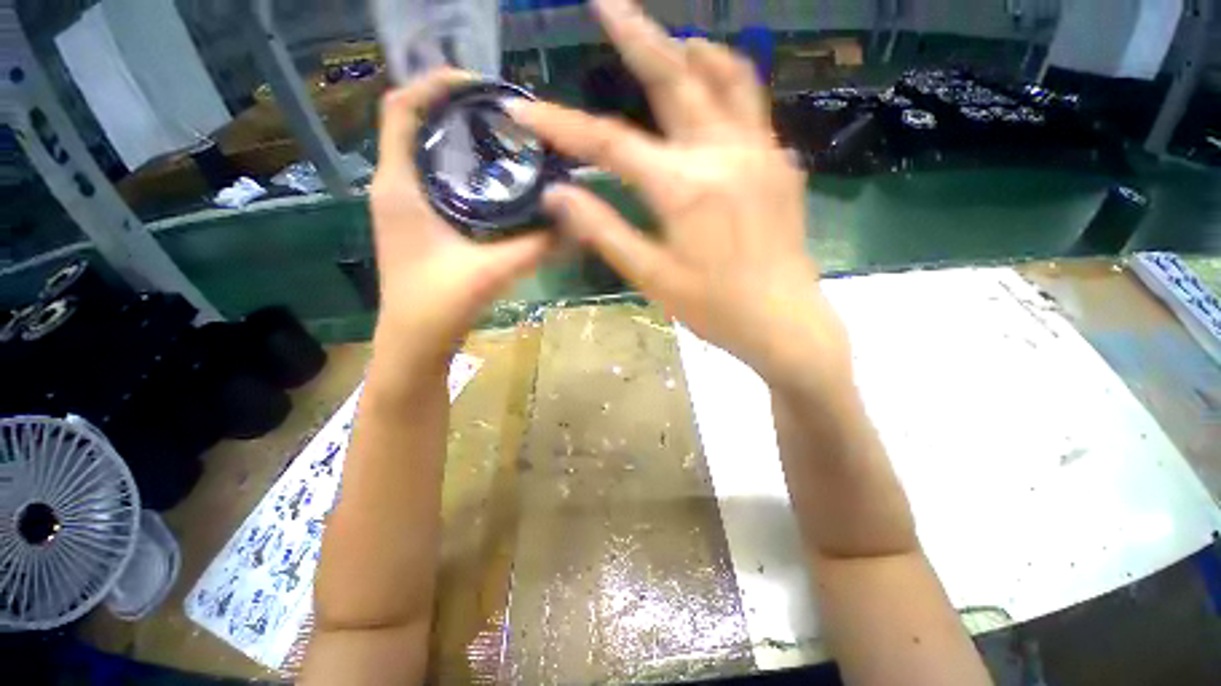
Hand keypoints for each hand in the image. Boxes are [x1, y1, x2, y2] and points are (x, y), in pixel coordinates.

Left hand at [369, 70, 552, 373]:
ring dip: (457, 137)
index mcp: (399, 187)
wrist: (413, 342)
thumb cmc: (438, 305)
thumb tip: (576, 227)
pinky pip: (433, 178)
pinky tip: (493, 181)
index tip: (481, 85)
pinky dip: (459, 168)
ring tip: (502, 138)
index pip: (400, 108)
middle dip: (454, 108)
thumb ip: (536, 248)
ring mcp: (403, 205)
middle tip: (503, 114)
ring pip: (424, 151)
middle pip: (414, 123)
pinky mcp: (416, 223)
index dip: (435, 84)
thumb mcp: (492, 271)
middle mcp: (394, 186)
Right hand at [511, 0, 848, 384]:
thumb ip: (605, 231)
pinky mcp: (780, 162)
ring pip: (724, 77)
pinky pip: (752, 104)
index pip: (609, 143)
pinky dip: (726, 82)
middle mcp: (723, 153)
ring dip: (689, 50)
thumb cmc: (715, 308)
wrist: (783, 321)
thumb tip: (558, 195)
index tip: (521, 108)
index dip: (561, 124)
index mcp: (684, 187)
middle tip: (605, 1)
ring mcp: (760, 151)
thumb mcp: (652, 278)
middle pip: (673, 77)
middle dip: (634, 34)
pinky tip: (712, 85)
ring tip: (666, 38)